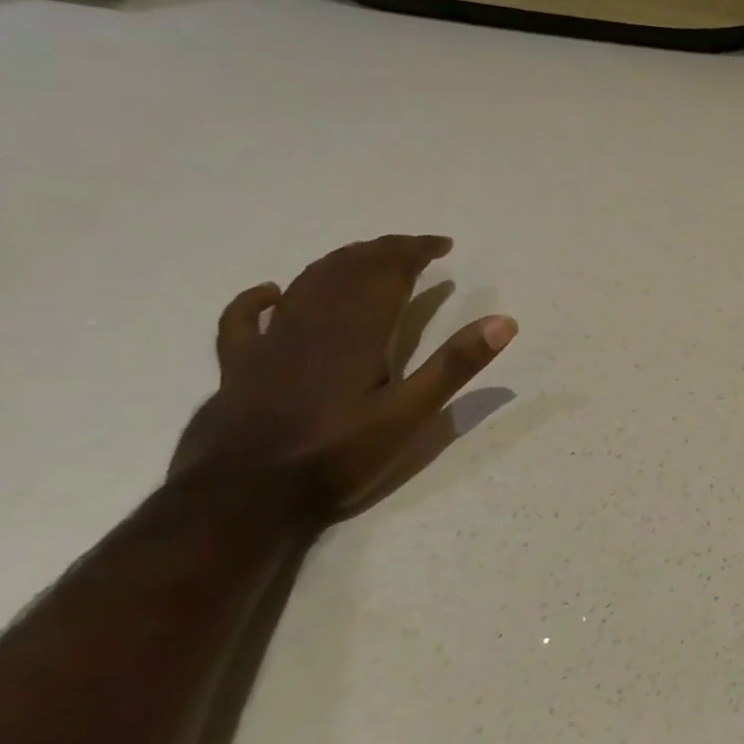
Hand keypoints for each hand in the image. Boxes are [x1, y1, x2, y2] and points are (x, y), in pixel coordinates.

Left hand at [169, 235, 516, 518]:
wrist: (245, 497)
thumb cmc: (338, 456)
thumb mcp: (411, 415)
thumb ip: (455, 365)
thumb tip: (503, 322)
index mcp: (357, 331)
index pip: (388, 271)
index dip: (415, 251)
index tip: (442, 246)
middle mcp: (312, 323)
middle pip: (348, 269)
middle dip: (383, 252)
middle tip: (413, 250)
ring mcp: (270, 343)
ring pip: (306, 284)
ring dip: (339, 264)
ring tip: (366, 259)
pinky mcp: (240, 366)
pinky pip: (244, 319)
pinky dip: (259, 298)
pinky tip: (272, 291)